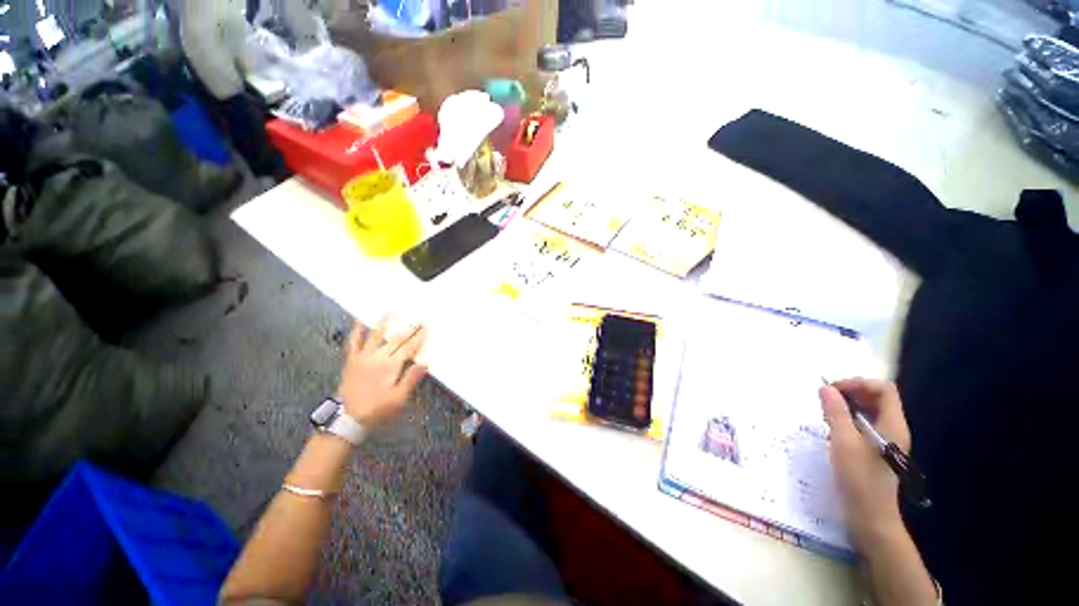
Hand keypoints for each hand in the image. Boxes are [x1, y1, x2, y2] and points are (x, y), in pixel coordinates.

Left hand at [337, 317, 427, 426]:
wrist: (347, 419)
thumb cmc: (377, 410)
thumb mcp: (399, 399)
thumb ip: (411, 379)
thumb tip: (426, 361)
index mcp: (391, 366)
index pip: (409, 347)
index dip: (419, 337)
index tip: (427, 327)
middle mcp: (377, 357)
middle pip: (397, 340)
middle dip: (410, 329)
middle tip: (419, 319)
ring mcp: (363, 358)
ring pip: (376, 336)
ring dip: (385, 323)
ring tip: (391, 311)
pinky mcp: (352, 361)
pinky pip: (353, 343)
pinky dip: (356, 331)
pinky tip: (358, 321)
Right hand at [818, 378, 910, 550]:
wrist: (871, 517)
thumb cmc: (859, 479)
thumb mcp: (843, 443)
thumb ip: (835, 412)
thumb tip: (824, 387)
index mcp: (892, 424)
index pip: (883, 388)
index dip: (858, 383)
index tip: (832, 390)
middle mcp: (893, 428)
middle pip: (877, 396)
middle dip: (851, 391)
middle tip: (825, 399)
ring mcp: (886, 439)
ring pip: (870, 410)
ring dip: (848, 405)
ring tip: (826, 412)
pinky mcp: (877, 449)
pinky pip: (865, 423)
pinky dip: (848, 418)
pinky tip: (833, 427)